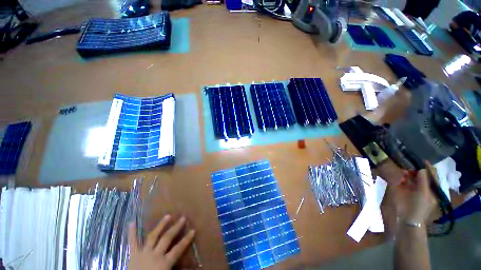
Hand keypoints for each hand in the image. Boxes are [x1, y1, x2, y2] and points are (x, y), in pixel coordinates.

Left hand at [128, 215, 194, 269]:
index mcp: (164, 263)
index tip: (193, 230)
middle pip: (167, 238)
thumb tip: (191, 267)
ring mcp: (143, 253)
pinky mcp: (133, 255)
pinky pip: (132, 243)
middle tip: (183, 218)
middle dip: (176, 228)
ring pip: (153, 236)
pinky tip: (132, 222)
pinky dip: (132, 233)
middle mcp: (155, 255)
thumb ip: (178, 269)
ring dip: (160, 225)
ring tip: (168, 216)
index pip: (178, 249)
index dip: (186, 240)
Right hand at [394, 164, 436, 224]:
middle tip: (410, 167)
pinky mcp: (402, 190)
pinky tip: (401, 177)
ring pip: (411, 176)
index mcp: (431, 189)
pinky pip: (402, 180)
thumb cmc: (419, 207)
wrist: (408, 219)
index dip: (427, 168)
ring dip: (408, 173)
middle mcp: (423, 187)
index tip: (421, 161)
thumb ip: (424, 181)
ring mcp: (412, 188)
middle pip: (420, 175)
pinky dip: (402, 177)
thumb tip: (422, 169)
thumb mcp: (424, 194)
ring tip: (405, 172)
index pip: (431, 175)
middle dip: (416, 170)